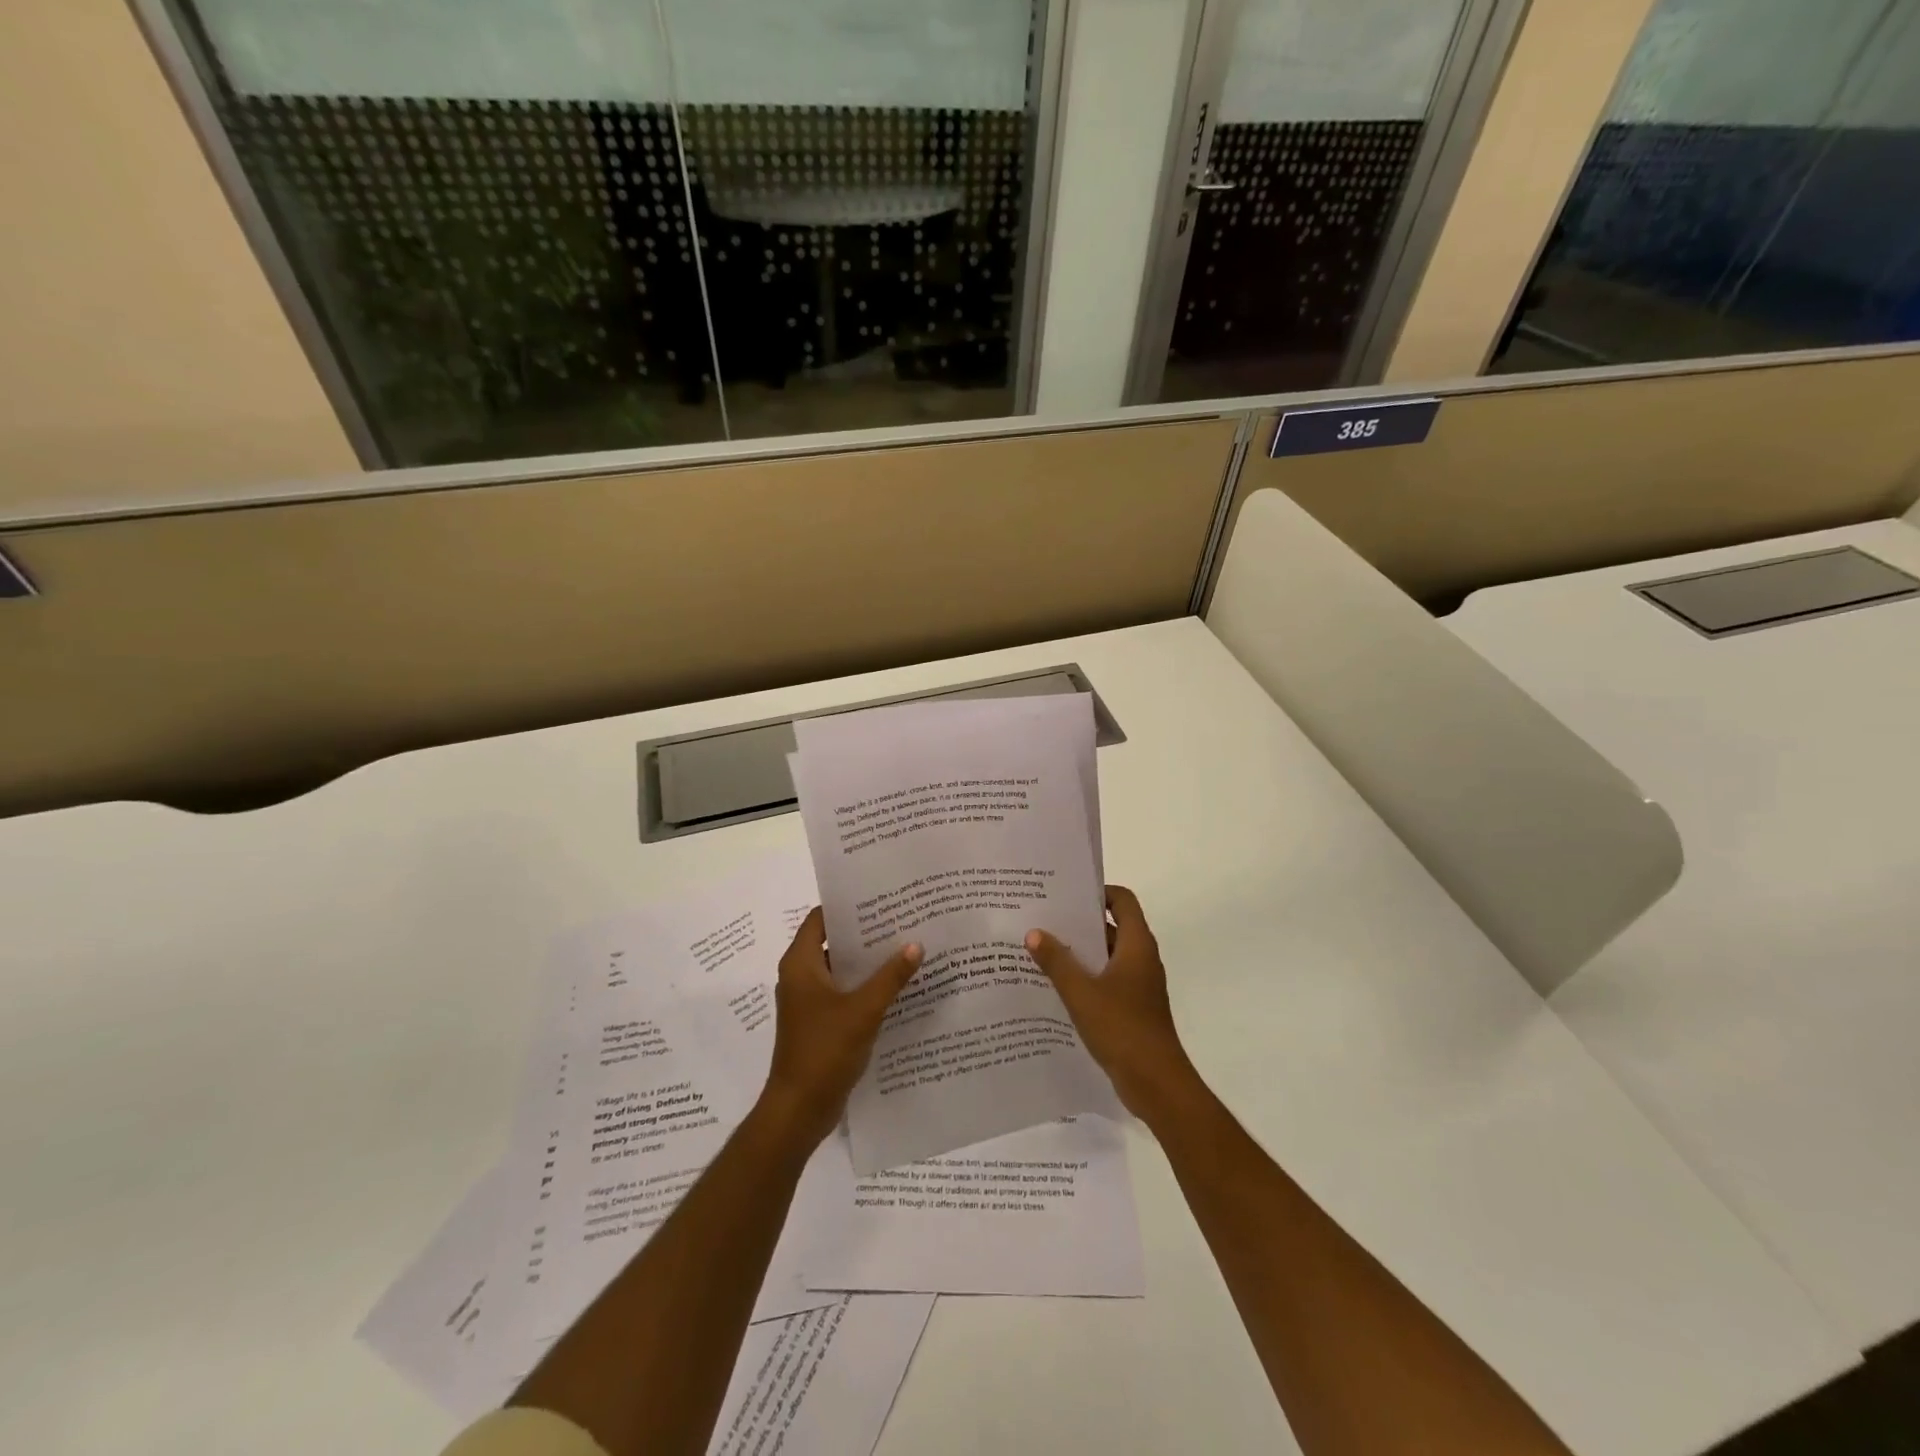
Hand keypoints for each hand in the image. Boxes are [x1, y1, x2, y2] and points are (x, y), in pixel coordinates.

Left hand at [761, 908, 923, 1148]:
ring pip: (840, 968)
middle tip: (901, 919)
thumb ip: (890, 976)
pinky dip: (864, 986)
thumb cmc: (824, 1051)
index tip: (879, 897)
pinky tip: (896, 986)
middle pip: (832, 941)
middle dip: (864, 932)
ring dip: (867, 961)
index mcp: (800, 964)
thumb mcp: (863, 1010)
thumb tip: (916, 944)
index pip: (820, 918)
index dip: (847, 905)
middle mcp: (800, 976)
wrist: (799, 1110)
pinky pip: (843, 992)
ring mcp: (808, 1001)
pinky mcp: (818, 1022)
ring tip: (905, 947)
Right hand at [1026, 885, 1198, 1122]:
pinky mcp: (1133, 1008)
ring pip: (1107, 956)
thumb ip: (1056, 961)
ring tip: (1042, 949)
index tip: (1067, 894)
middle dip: (1080, 922)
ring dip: (1080, 952)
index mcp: (1137, 945)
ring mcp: (1139, 985)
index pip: (1123, 900)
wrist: (1156, 1083)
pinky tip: (1056, 986)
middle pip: (1112, 926)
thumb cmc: (1122, 1028)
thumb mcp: (1081, 992)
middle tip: (1044, 918)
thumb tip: (1034, 932)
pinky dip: (1086, 977)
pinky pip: (1107, 980)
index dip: (1098, 892)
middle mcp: (1141, 958)